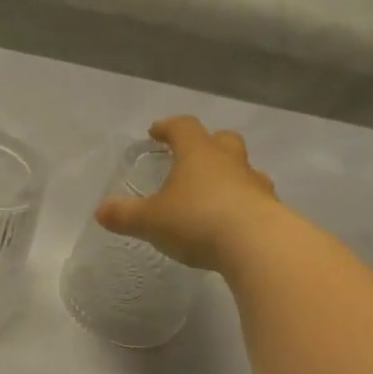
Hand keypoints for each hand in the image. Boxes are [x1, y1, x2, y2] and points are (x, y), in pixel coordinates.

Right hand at [96, 117, 279, 269]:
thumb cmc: (198, 220)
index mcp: (198, 154)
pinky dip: (241, 204)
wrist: (258, 246)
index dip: (168, 127)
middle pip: (222, 140)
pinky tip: (231, 222)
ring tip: (212, 194)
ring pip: (243, 169)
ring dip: (228, 175)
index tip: (156, 132)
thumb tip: (101, 210)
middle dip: (207, 144)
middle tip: (190, 158)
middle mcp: (229, 162)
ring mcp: (255, 185)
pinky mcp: (272, 210)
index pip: (183, 128)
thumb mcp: (150, 220)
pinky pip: (254, 199)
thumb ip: (125, 215)